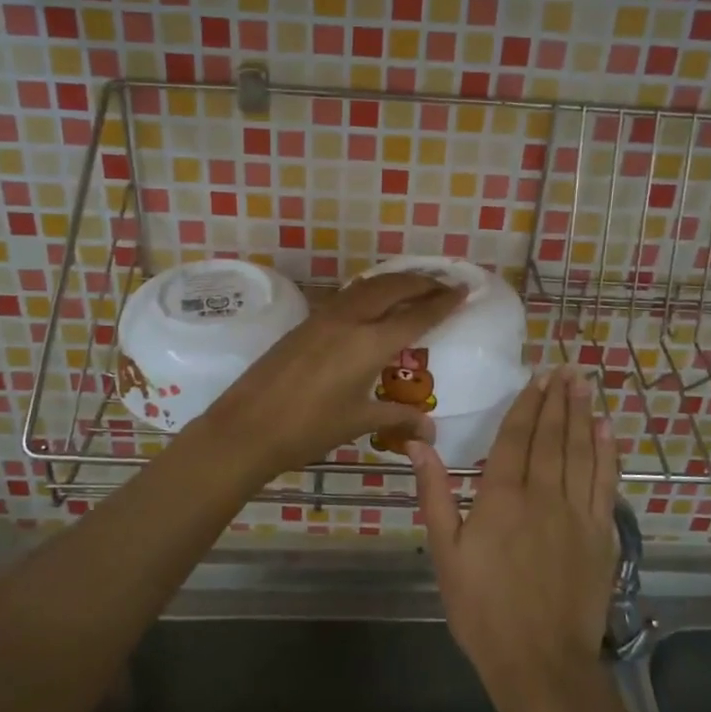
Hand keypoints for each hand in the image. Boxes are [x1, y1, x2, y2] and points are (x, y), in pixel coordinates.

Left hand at [199, 272, 466, 477]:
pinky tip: (373, 301)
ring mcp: (324, 317)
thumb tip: (429, 430)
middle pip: (393, 288)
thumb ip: (396, 417)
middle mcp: (350, 320)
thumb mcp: (358, 422)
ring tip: (414, 285)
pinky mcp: (306, 322)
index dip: (442, 302)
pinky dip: (370, 290)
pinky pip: (348, 295)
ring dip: (395, 281)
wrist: (247, 426)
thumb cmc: (308, 429)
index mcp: (369, 344)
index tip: (463, 290)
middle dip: (422, 282)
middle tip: (444, 283)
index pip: (416, 316)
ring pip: (368, 286)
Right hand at [411, 367, 618, 701]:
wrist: (541, 663)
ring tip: (584, 386)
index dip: (527, 405)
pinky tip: (606, 432)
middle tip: (566, 369)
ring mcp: (577, 513)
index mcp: (502, 496)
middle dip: (558, 400)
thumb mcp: (445, 553)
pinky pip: (605, 483)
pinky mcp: (602, 534)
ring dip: (582, 416)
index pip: (516, 437)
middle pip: (552, 436)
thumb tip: (418, 444)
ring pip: (581, 452)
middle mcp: (543, 494)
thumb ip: (434, 494)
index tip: (537, 378)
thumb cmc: (483, 610)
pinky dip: (607, 454)